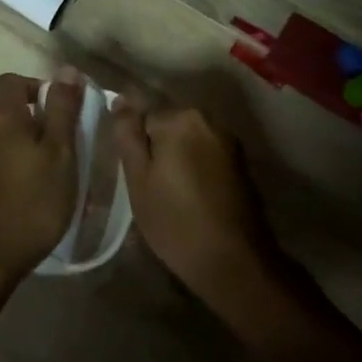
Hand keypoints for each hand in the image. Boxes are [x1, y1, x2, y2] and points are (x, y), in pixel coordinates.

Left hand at [0, 69, 82, 291]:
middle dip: (40, 123)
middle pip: (10, 113)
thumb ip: (62, 111)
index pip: (11, 81)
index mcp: (2, 120)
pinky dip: (19, 171)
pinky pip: (0, 165)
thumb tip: (66, 69)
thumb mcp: (59, 153)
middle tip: (68, 149)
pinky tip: (36, 197)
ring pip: (6, 142)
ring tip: (56, 177)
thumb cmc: (30, 202)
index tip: (62, 109)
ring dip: (30, 150)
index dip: (37, 86)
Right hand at [113, 103, 283, 311]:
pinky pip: (207, 156)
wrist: (234, 261)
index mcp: (181, 119)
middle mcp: (209, 120)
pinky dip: (197, 170)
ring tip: (173, 198)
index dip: (137, 151)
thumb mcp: (139, 180)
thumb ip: (128, 135)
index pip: (143, 119)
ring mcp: (229, 141)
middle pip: (168, 127)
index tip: (140, 180)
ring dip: (178, 161)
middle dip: (158, 152)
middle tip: (153, 191)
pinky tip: (195, 199)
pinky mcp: (241, 162)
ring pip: (188, 142)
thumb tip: (120, 99)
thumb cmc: (176, 222)